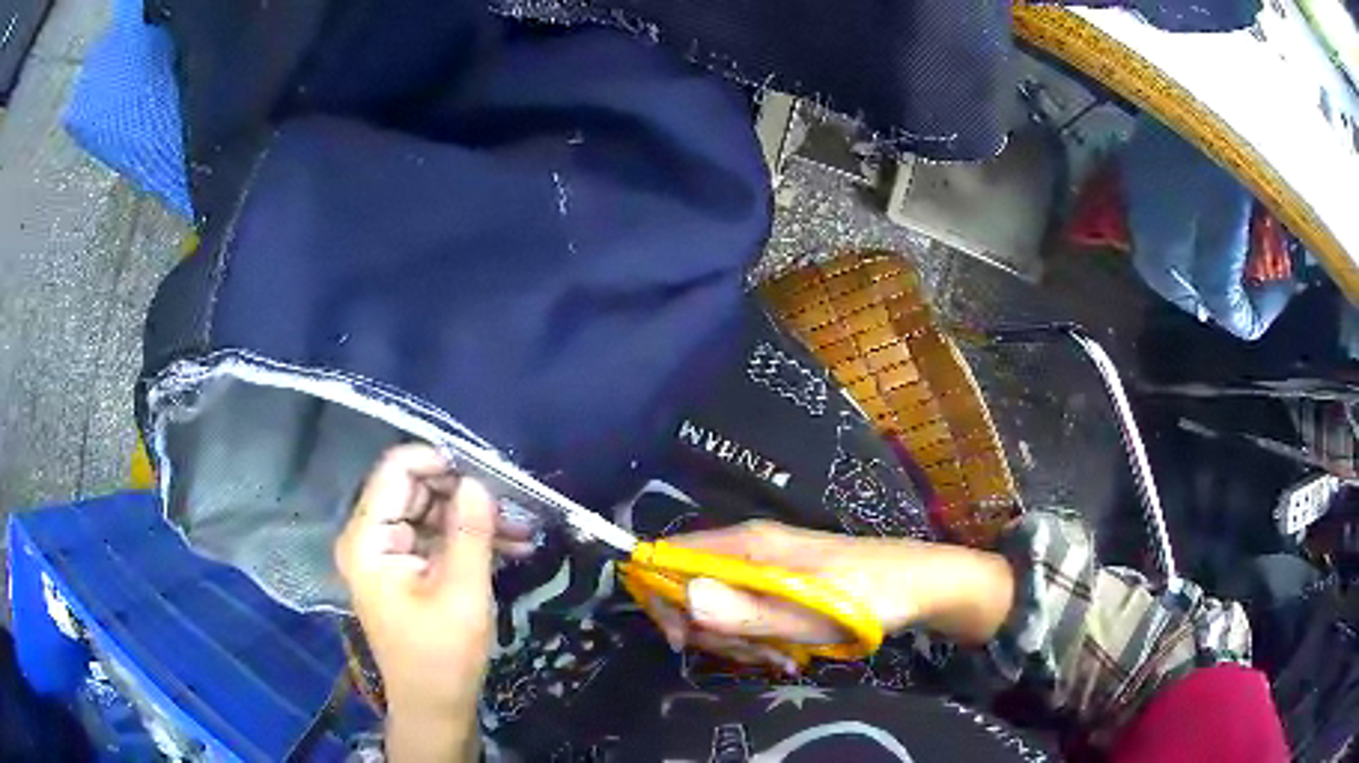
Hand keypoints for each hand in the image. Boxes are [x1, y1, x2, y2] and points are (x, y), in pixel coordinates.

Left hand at [336, 444, 525, 761]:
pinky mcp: (407, 569)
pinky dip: (470, 541)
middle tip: (514, 502)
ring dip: (475, 519)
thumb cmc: (443, 656)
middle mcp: (370, 538)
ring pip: (432, 513)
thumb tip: (479, 481)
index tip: (485, 471)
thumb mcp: (462, 592)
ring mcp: (388, 554)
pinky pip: (437, 539)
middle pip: (415, 490)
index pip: (395, 472)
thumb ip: (470, 533)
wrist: (435, 707)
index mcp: (368, 540)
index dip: (438, 461)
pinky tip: (512, 546)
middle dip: (465, 494)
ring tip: (524, 528)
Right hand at [650, 521, 1014, 672]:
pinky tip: (787, 653)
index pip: (670, 556)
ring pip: (719, 605)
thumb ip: (746, 611)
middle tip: (752, 654)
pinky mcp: (780, 581)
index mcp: (748, 544)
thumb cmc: (867, 598)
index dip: (662, 597)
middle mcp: (749, 547)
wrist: (919, 585)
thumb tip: (686, 596)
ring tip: (780, 656)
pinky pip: (747, 611)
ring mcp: (765, 564)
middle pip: (692, 587)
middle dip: (711, 630)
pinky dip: (758, 637)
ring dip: (739, 640)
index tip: (685, 640)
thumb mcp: (808, 616)